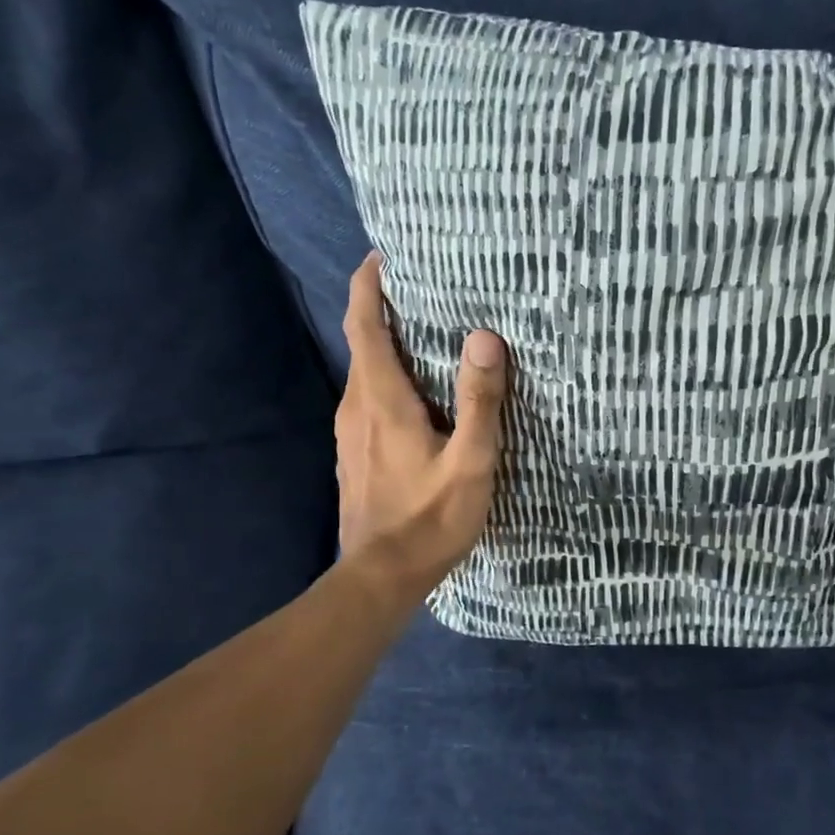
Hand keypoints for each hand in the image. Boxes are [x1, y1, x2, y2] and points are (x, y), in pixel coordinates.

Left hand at [334, 251, 508, 606]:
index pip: (363, 325)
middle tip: (422, 287)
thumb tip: (484, 336)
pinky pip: (368, 400)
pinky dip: (387, 379)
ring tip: (426, 333)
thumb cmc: (429, 520)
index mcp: (381, 399)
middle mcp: (356, 407)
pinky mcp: (355, 455)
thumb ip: (479, 401)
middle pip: (362, 343)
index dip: (367, 286)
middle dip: (383, 309)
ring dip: (387, 345)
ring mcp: (350, 433)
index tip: (382, 256)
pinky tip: (417, 393)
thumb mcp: (470, 463)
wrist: (381, 578)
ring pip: (365, 374)